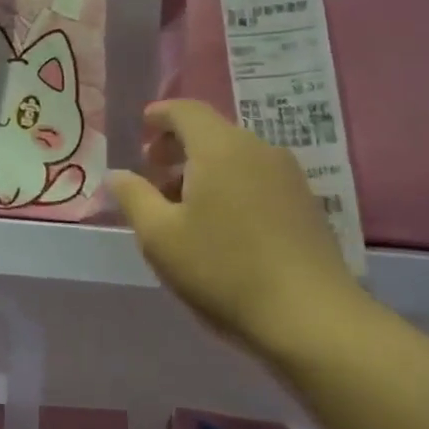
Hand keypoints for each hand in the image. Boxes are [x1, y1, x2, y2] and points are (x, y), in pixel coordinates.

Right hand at [109, 100, 368, 360]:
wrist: (310, 317)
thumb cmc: (222, 269)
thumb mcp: (159, 236)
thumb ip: (133, 197)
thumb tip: (118, 174)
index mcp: (220, 148)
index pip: (186, 111)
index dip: (159, 115)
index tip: (141, 128)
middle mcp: (259, 150)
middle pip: (212, 132)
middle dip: (177, 146)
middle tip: (153, 174)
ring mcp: (289, 176)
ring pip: (236, 157)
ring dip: (203, 169)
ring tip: (182, 206)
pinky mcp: (306, 204)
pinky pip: (257, 178)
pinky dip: (230, 185)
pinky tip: (220, 225)